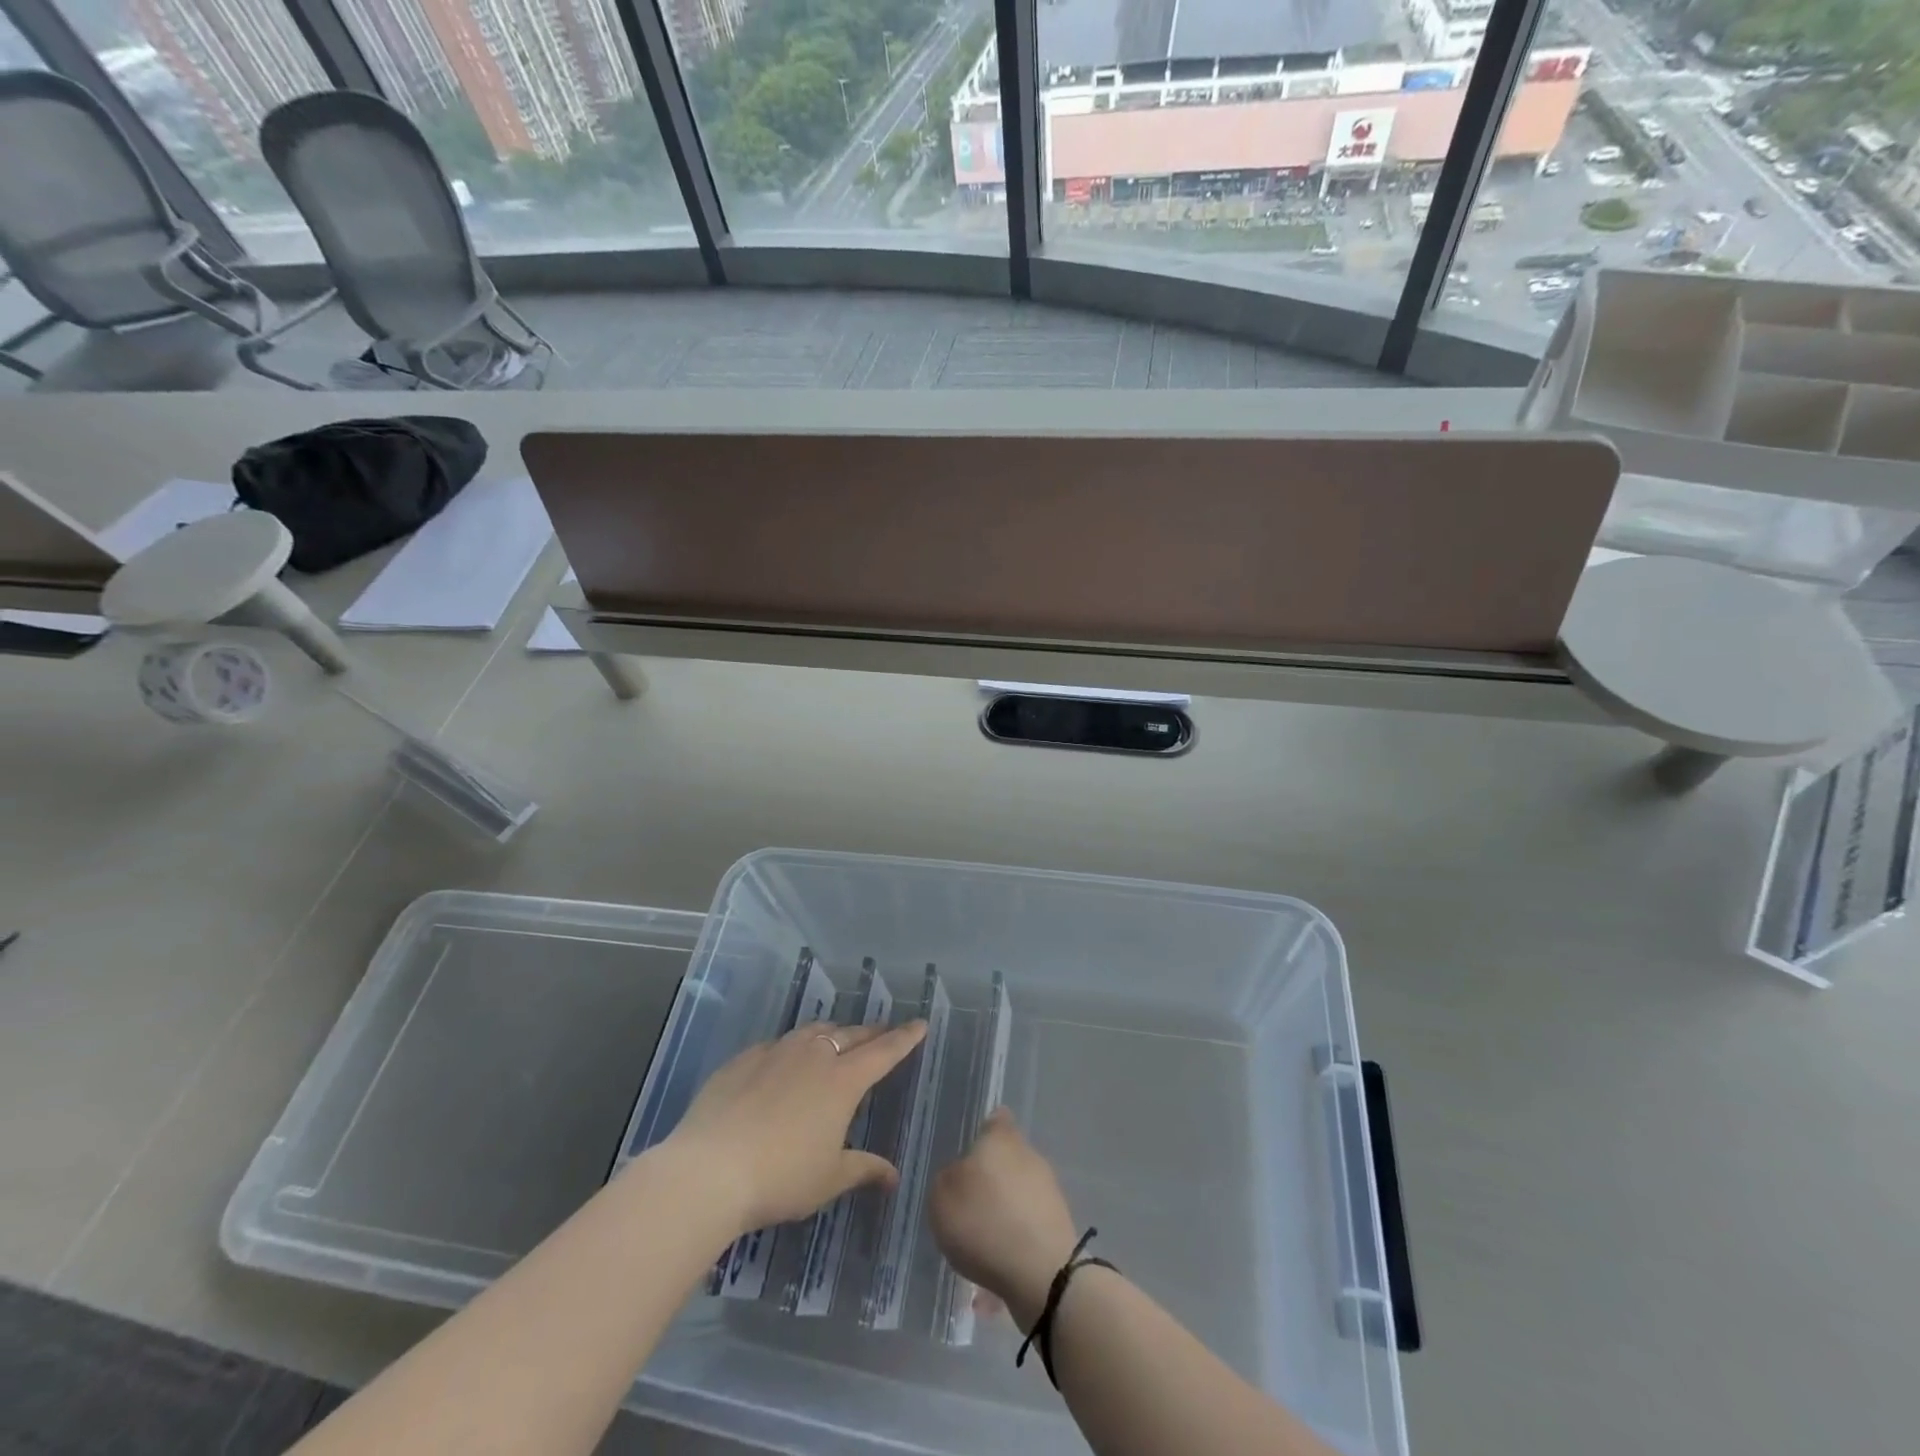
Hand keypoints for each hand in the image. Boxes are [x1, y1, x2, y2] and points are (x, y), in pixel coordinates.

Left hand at [663, 1019, 926, 1236]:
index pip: (884, 1051)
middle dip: (871, 1033)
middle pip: (851, 1035)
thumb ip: (863, 1169)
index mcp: (843, 1080)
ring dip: (832, 1033)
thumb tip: (893, 1176)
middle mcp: (814, 1055)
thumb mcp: (829, 1179)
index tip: (920, 1023)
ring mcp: (776, 1051)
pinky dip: (792, 1047)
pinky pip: (778, 1044)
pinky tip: (783, 1062)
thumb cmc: (781, 1177)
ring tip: (837, 1039)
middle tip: (882, 1033)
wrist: (709, 1169)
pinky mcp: (744, 1058)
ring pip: (813, 1031)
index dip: (905, 1038)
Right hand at [929, 1109, 1080, 1331]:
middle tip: (966, 1206)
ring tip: (979, 1244)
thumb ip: (947, 1178)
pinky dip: (1013, 1241)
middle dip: (989, 1179)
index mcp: (1001, 1138)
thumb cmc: (984, 1222)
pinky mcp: (1058, 1226)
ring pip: (1017, 1194)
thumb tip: (959, 1176)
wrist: (1042, 1274)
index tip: (969, 1153)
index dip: (983, 1132)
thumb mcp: (942, 1197)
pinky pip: (1026, 1227)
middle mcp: (1028, 1155)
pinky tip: (996, 1270)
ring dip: (1001, 1213)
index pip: (995, 1119)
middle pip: (1006, 1159)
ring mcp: (1048, 1191)